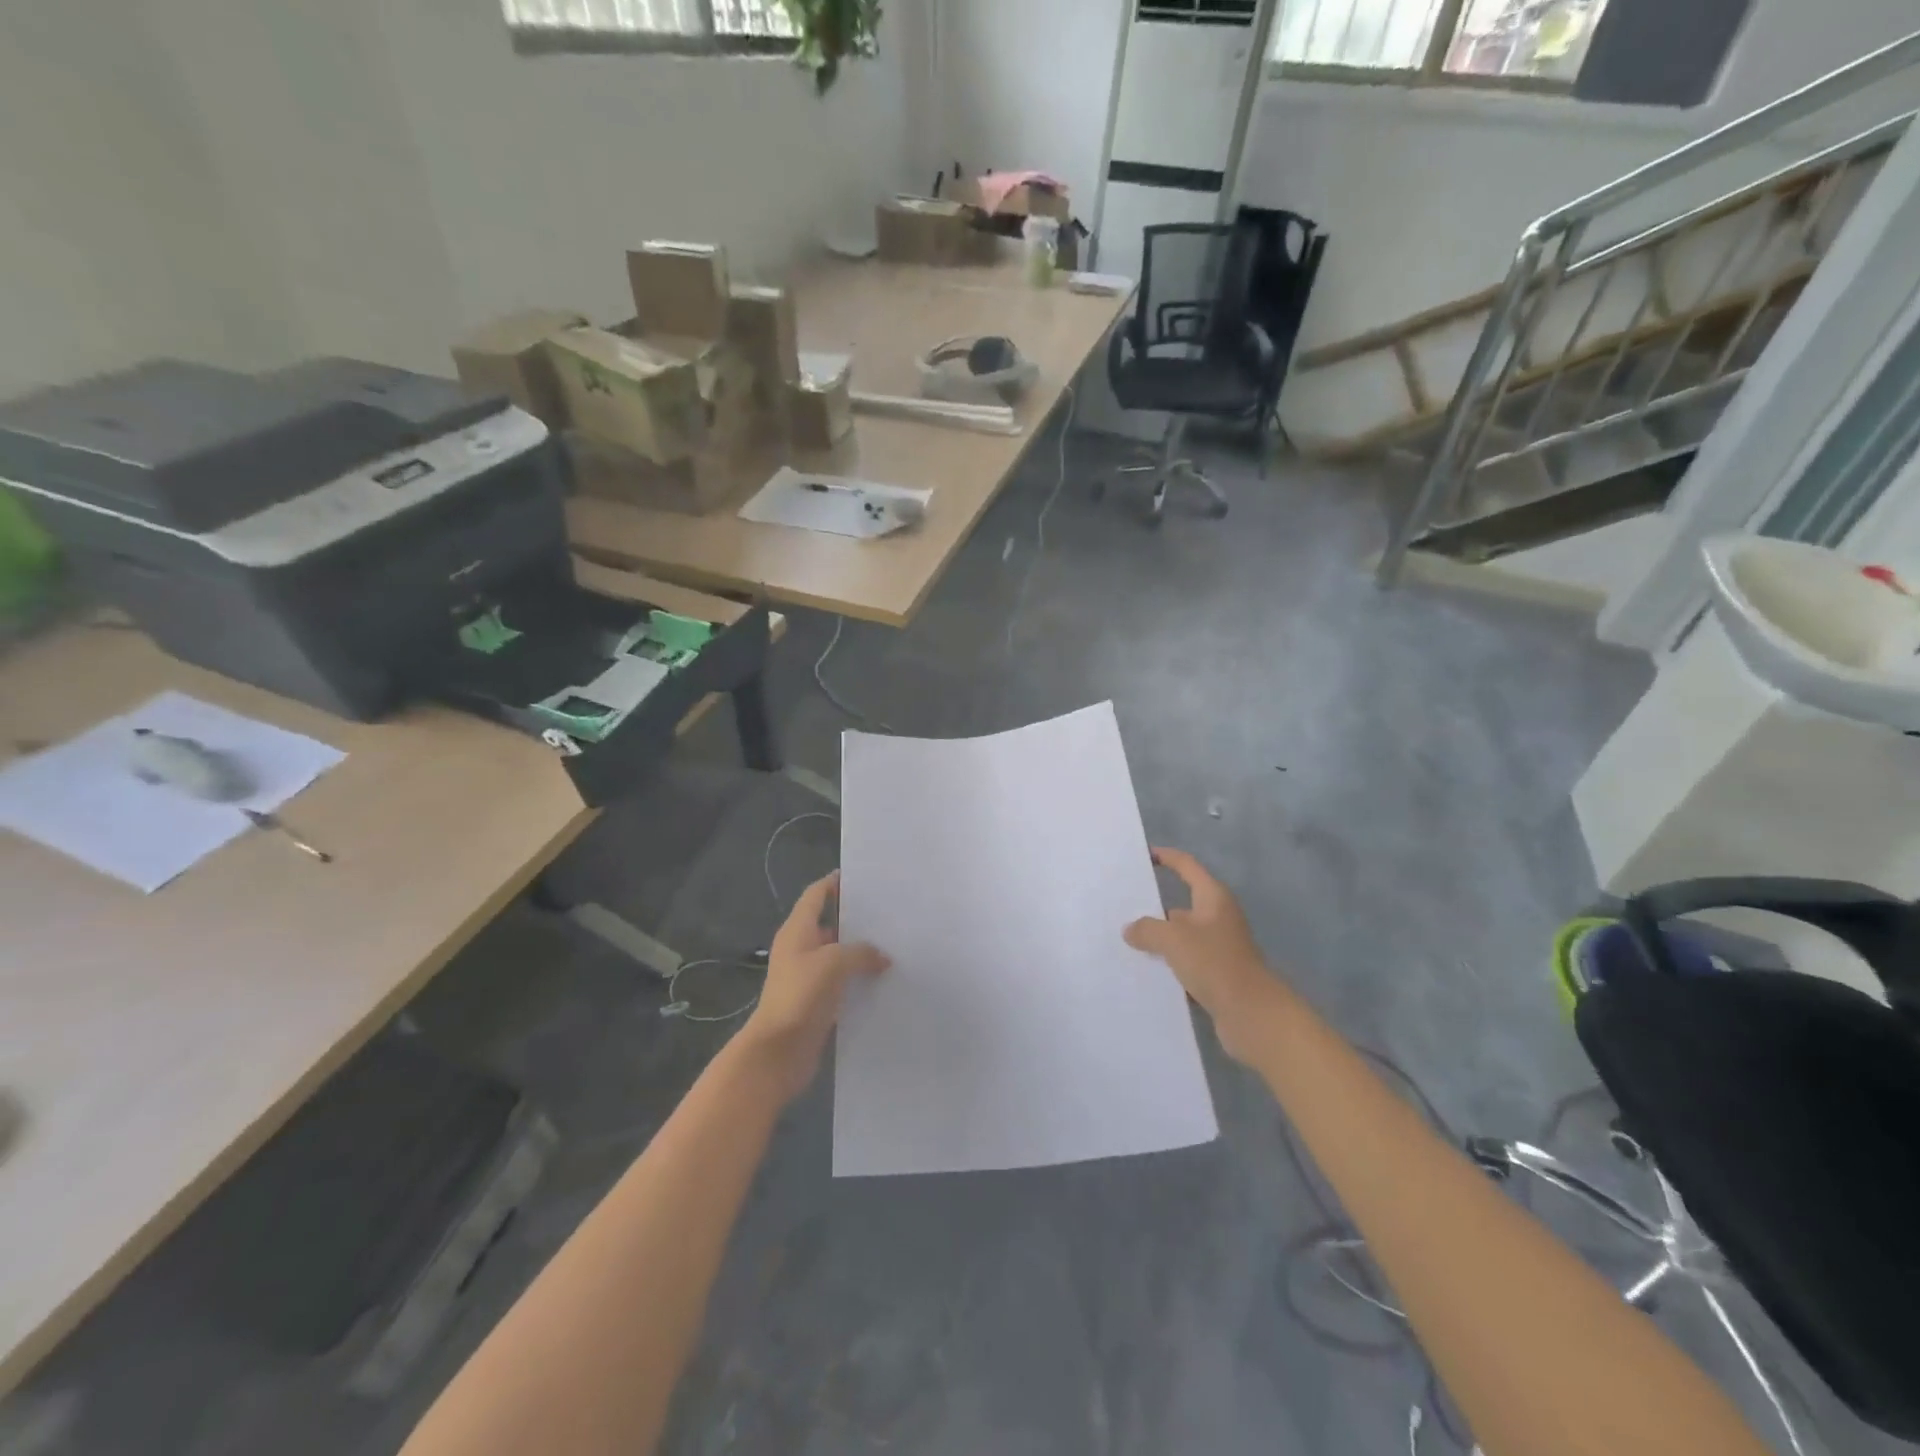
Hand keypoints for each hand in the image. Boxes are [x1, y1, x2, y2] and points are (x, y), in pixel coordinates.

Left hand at [738, 871, 889, 1101]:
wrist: (777, 1052)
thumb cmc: (799, 996)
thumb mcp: (833, 963)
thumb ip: (861, 952)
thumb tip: (882, 957)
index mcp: (797, 931)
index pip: (816, 895)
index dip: (834, 883)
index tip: (861, 876)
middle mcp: (801, 949)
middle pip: (829, 923)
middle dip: (856, 918)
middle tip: (889, 911)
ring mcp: (808, 977)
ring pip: (839, 955)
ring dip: (861, 951)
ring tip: (895, 943)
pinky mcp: (818, 1002)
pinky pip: (843, 982)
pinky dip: (860, 978)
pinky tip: (885, 979)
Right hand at [1125, 848, 1279, 1063]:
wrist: (1252, 1014)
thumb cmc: (1214, 963)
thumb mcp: (1173, 939)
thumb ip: (1147, 929)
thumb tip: (1131, 930)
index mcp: (1213, 897)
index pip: (1186, 866)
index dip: (1166, 857)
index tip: (1143, 855)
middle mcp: (1218, 918)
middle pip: (1181, 904)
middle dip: (1153, 907)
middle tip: (1121, 909)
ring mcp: (1219, 948)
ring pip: (1182, 937)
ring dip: (1159, 940)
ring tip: (1125, 943)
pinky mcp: (1217, 975)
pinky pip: (1186, 963)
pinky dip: (1169, 966)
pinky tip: (1145, 973)